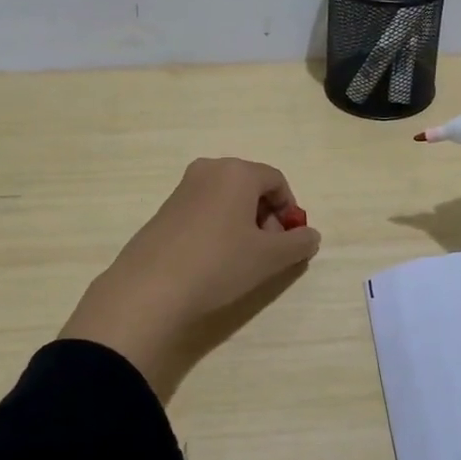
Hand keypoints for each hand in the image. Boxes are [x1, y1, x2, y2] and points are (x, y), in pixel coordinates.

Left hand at [61, 158, 322, 401]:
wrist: (150, 289)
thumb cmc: (219, 263)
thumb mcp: (269, 258)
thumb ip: (297, 244)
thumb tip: (310, 235)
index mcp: (237, 171)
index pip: (276, 180)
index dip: (290, 210)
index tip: (289, 242)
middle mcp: (209, 170)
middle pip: (251, 186)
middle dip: (266, 216)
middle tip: (268, 252)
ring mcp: (182, 188)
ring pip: (226, 199)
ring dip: (242, 223)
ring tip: (240, 260)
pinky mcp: (164, 210)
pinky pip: (204, 210)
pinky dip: (218, 228)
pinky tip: (213, 261)